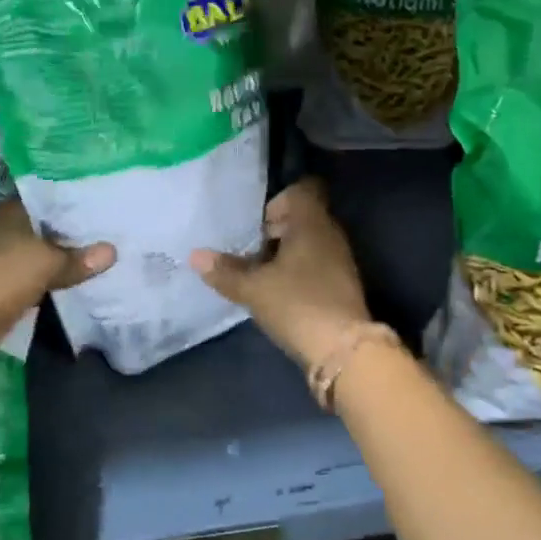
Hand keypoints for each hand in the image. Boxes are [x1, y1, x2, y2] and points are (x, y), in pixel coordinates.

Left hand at [0, 198, 114, 355]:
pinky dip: (54, 277)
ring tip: (106, 251)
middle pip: (48, 225)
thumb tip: (112, 251)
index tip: (109, 201)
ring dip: (67, 255)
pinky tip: (81, 278)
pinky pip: (37, 275)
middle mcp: (5, 228)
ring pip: (43, 251)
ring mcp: (1, 257)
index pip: (52, 196)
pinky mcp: (1, 285)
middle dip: (76, 229)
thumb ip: (78, 258)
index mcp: (12, 211)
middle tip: (116, 228)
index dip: (79, 199)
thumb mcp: (45, 264)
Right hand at [189, 178, 370, 370]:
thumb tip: (196, 255)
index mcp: (312, 222)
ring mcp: (341, 259)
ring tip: (260, 274)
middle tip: (250, 251)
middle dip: (276, 230)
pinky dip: (299, 270)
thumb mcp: (254, 289)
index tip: (258, 224)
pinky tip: (280, 292)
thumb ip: (225, 271)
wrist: (344, 349)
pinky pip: (318, 263)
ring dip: (286, 253)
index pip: (303, 190)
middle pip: (304, 217)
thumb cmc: (297, 304)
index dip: (279, 200)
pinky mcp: (343, 284)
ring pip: (311, 242)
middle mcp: (330, 233)